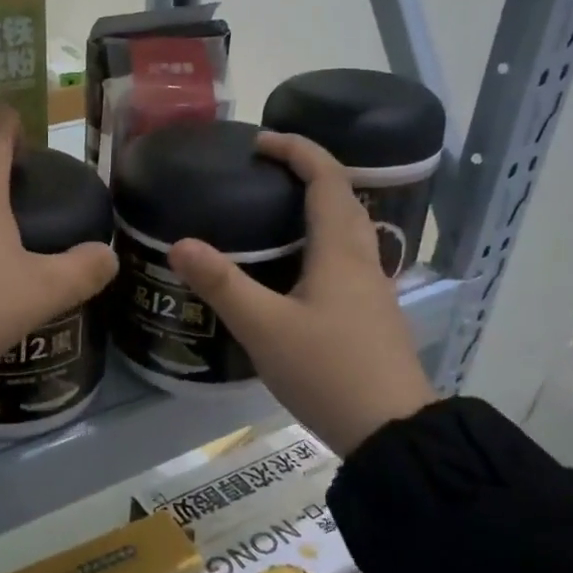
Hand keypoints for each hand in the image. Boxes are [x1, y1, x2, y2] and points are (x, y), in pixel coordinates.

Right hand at [168, 132, 434, 454]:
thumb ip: (222, 284)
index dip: (297, 150)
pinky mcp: (372, 316)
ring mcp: (373, 290)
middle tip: (263, 174)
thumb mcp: (264, 328)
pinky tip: (295, 272)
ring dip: (317, 209)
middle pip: (343, 199)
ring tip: (273, 216)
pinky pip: (347, 261)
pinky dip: (321, 244)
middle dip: (307, 174)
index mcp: (340, 251)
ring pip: (348, 232)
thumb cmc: (328, 371)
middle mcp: (363, 261)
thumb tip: (180, 243)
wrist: (392, 431)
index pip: (326, 179)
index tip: (261, 141)